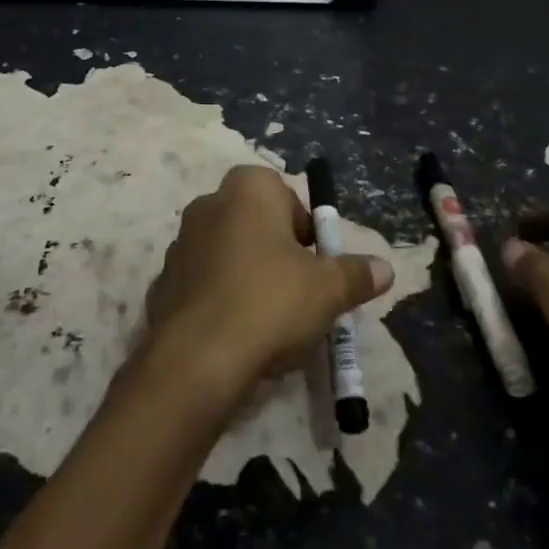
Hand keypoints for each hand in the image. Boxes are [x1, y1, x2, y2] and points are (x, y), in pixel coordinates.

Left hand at [147, 166, 393, 389]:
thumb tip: (384, 268)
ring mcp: (181, 243)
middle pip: (254, 222)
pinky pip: (203, 283)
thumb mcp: (328, 290)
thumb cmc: (270, 303)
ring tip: (268, 320)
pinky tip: (235, 334)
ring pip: (227, 252)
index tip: (315, 263)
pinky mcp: (163, 281)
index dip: (304, 227)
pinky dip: (220, 299)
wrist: (196, 358)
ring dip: (247, 275)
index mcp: (248, 190)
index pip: (283, 193)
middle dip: (277, 251)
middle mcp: (209, 204)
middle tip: (298, 292)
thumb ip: (356, 274)